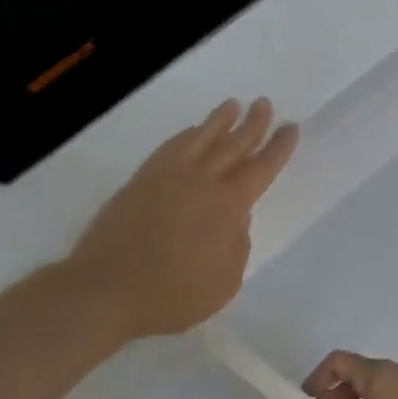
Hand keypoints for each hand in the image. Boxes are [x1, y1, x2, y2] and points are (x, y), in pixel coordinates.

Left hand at [68, 99, 297, 337]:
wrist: (106, 288)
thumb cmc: (171, 294)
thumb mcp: (224, 284)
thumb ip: (237, 248)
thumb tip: (237, 221)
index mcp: (227, 206)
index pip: (260, 168)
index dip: (278, 147)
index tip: (290, 127)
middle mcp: (201, 180)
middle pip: (233, 144)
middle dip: (253, 124)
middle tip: (265, 104)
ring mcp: (168, 176)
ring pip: (200, 137)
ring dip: (220, 120)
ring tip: (233, 105)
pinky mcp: (141, 179)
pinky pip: (171, 147)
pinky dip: (186, 135)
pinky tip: (192, 132)